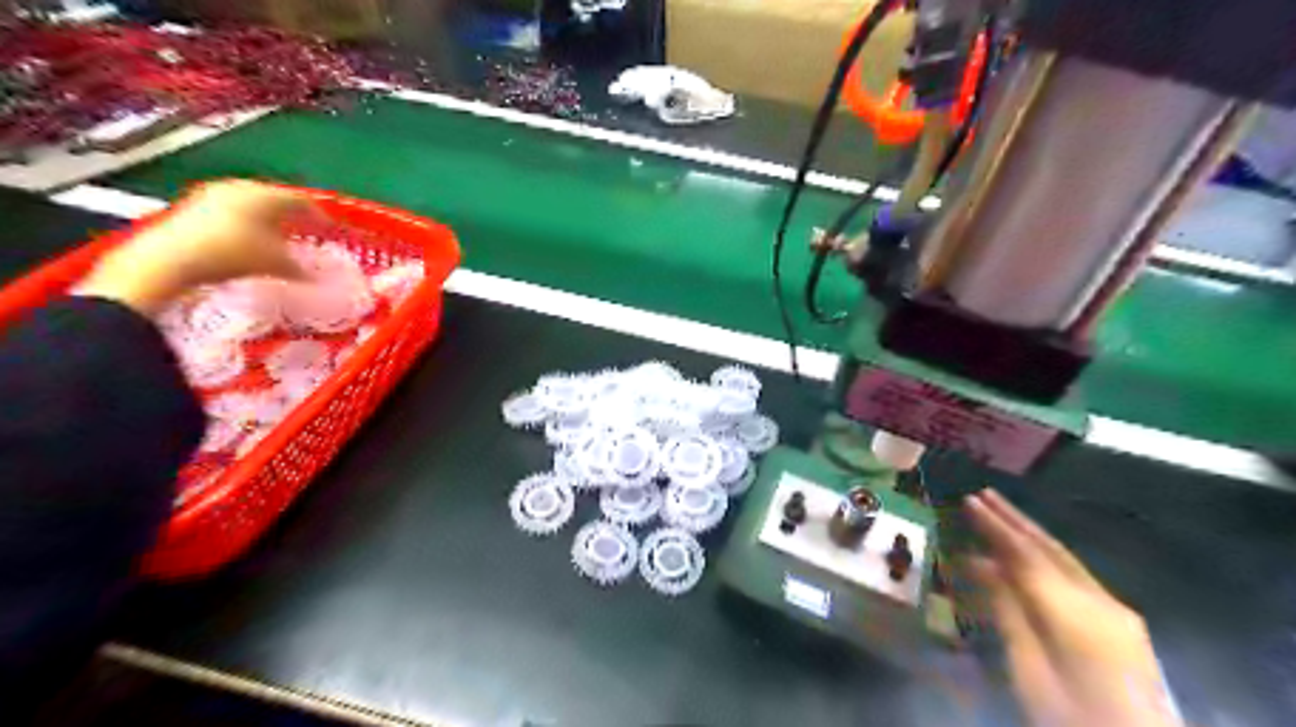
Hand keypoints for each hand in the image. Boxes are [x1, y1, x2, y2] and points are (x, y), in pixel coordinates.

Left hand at [78, 178, 320, 313]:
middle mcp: (240, 188)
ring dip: (267, 222)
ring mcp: (212, 196)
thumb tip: (320, 279)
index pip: (302, 201)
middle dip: (292, 217)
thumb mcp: (278, 264)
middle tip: (306, 232)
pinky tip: (249, 244)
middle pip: (275, 200)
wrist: (172, 260)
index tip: (331, 229)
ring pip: (251, 206)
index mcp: (266, 195)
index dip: (320, 216)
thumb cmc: (234, 254)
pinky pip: (231, 214)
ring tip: (279, 240)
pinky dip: (246, 227)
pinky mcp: (193, 209)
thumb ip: (302, 269)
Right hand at [960, 487, 1181, 726]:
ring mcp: (1117, 611)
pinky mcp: (1122, 625)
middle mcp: (1100, 600)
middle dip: (1014, 519)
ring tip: (1000, 513)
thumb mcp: (1029, 669)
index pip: (1025, 555)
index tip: (968, 500)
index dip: (995, 526)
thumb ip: (1008, 611)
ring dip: (1030, 534)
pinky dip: (1046, 557)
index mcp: (1074, 611)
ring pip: (1065, 559)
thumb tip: (981, 564)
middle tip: (982, 493)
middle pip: (1049, 549)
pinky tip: (1030, 555)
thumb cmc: (1072, 716)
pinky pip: (1075, 576)